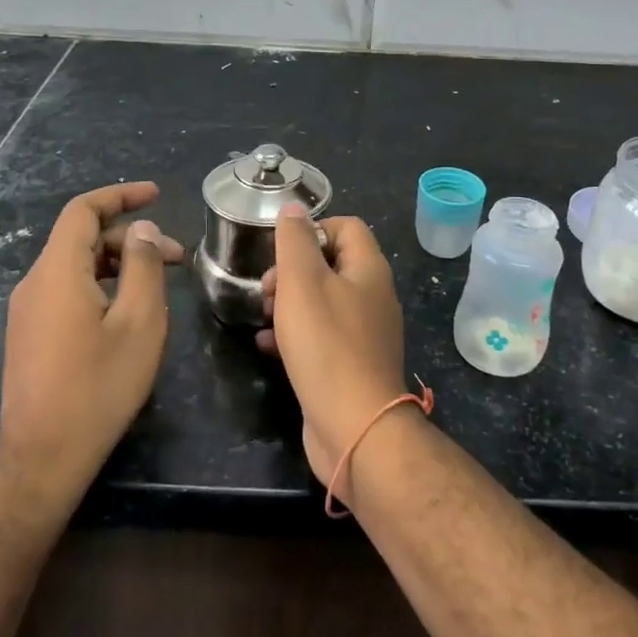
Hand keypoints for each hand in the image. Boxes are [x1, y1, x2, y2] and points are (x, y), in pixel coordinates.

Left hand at [0, 181, 184, 495]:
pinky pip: (67, 290)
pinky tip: (128, 311)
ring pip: (76, 266)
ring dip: (119, 264)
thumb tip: (143, 231)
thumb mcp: (139, 322)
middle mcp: (35, 282)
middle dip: (131, 239)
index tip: (156, 194)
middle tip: (177, 258)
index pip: (84, 210)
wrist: (43, 457)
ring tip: (159, 285)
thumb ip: (144, 266)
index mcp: (58, 271)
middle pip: (83, 239)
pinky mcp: (29, 334)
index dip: (121, 196)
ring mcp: (28, 310)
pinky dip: (101, 285)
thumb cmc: (99, 386)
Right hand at [256, 204, 407, 496]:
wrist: (355, 427)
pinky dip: (295, 335)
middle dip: (293, 270)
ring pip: (323, 302)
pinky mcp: (352, 365)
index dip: (313, 229)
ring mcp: (365, 334)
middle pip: (332, 264)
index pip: (347, 227)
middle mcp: (373, 297)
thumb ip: (295, 241)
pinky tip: (269, 346)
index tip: (282, 250)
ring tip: (264, 315)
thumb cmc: (326, 345)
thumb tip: (293, 209)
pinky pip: (321, 337)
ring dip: (290, 303)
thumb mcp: (302, 282)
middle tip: (267, 288)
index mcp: (369, 270)